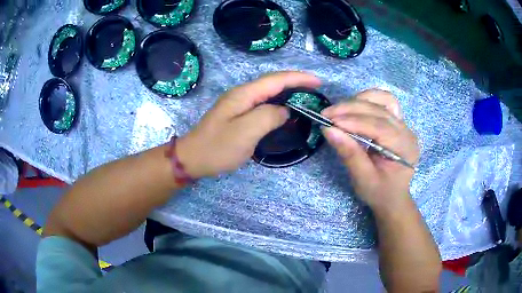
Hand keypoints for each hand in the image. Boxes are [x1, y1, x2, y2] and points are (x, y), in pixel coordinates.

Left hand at [177, 72, 320, 177]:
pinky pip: (263, 104)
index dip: (298, 78)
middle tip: (315, 88)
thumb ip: (268, 117)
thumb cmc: (217, 148)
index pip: (276, 80)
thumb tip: (285, 111)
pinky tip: (286, 110)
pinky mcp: (238, 114)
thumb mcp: (245, 133)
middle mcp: (242, 94)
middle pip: (273, 82)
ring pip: (268, 92)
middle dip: (296, 82)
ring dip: (288, 91)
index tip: (318, 82)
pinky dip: (278, 103)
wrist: (192, 158)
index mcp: (244, 94)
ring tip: (306, 96)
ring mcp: (239, 104)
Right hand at [321, 89, 418, 211]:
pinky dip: (368, 100)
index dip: (353, 121)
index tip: (329, 121)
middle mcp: (407, 131)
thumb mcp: (363, 179)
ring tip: (338, 111)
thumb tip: (328, 130)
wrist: (392, 197)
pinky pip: (384, 102)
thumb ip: (349, 154)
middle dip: (351, 109)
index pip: (379, 127)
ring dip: (358, 101)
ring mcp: (403, 124)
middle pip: (379, 110)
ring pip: (382, 100)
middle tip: (326, 114)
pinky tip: (355, 106)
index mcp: (404, 148)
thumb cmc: (379, 192)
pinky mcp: (397, 121)